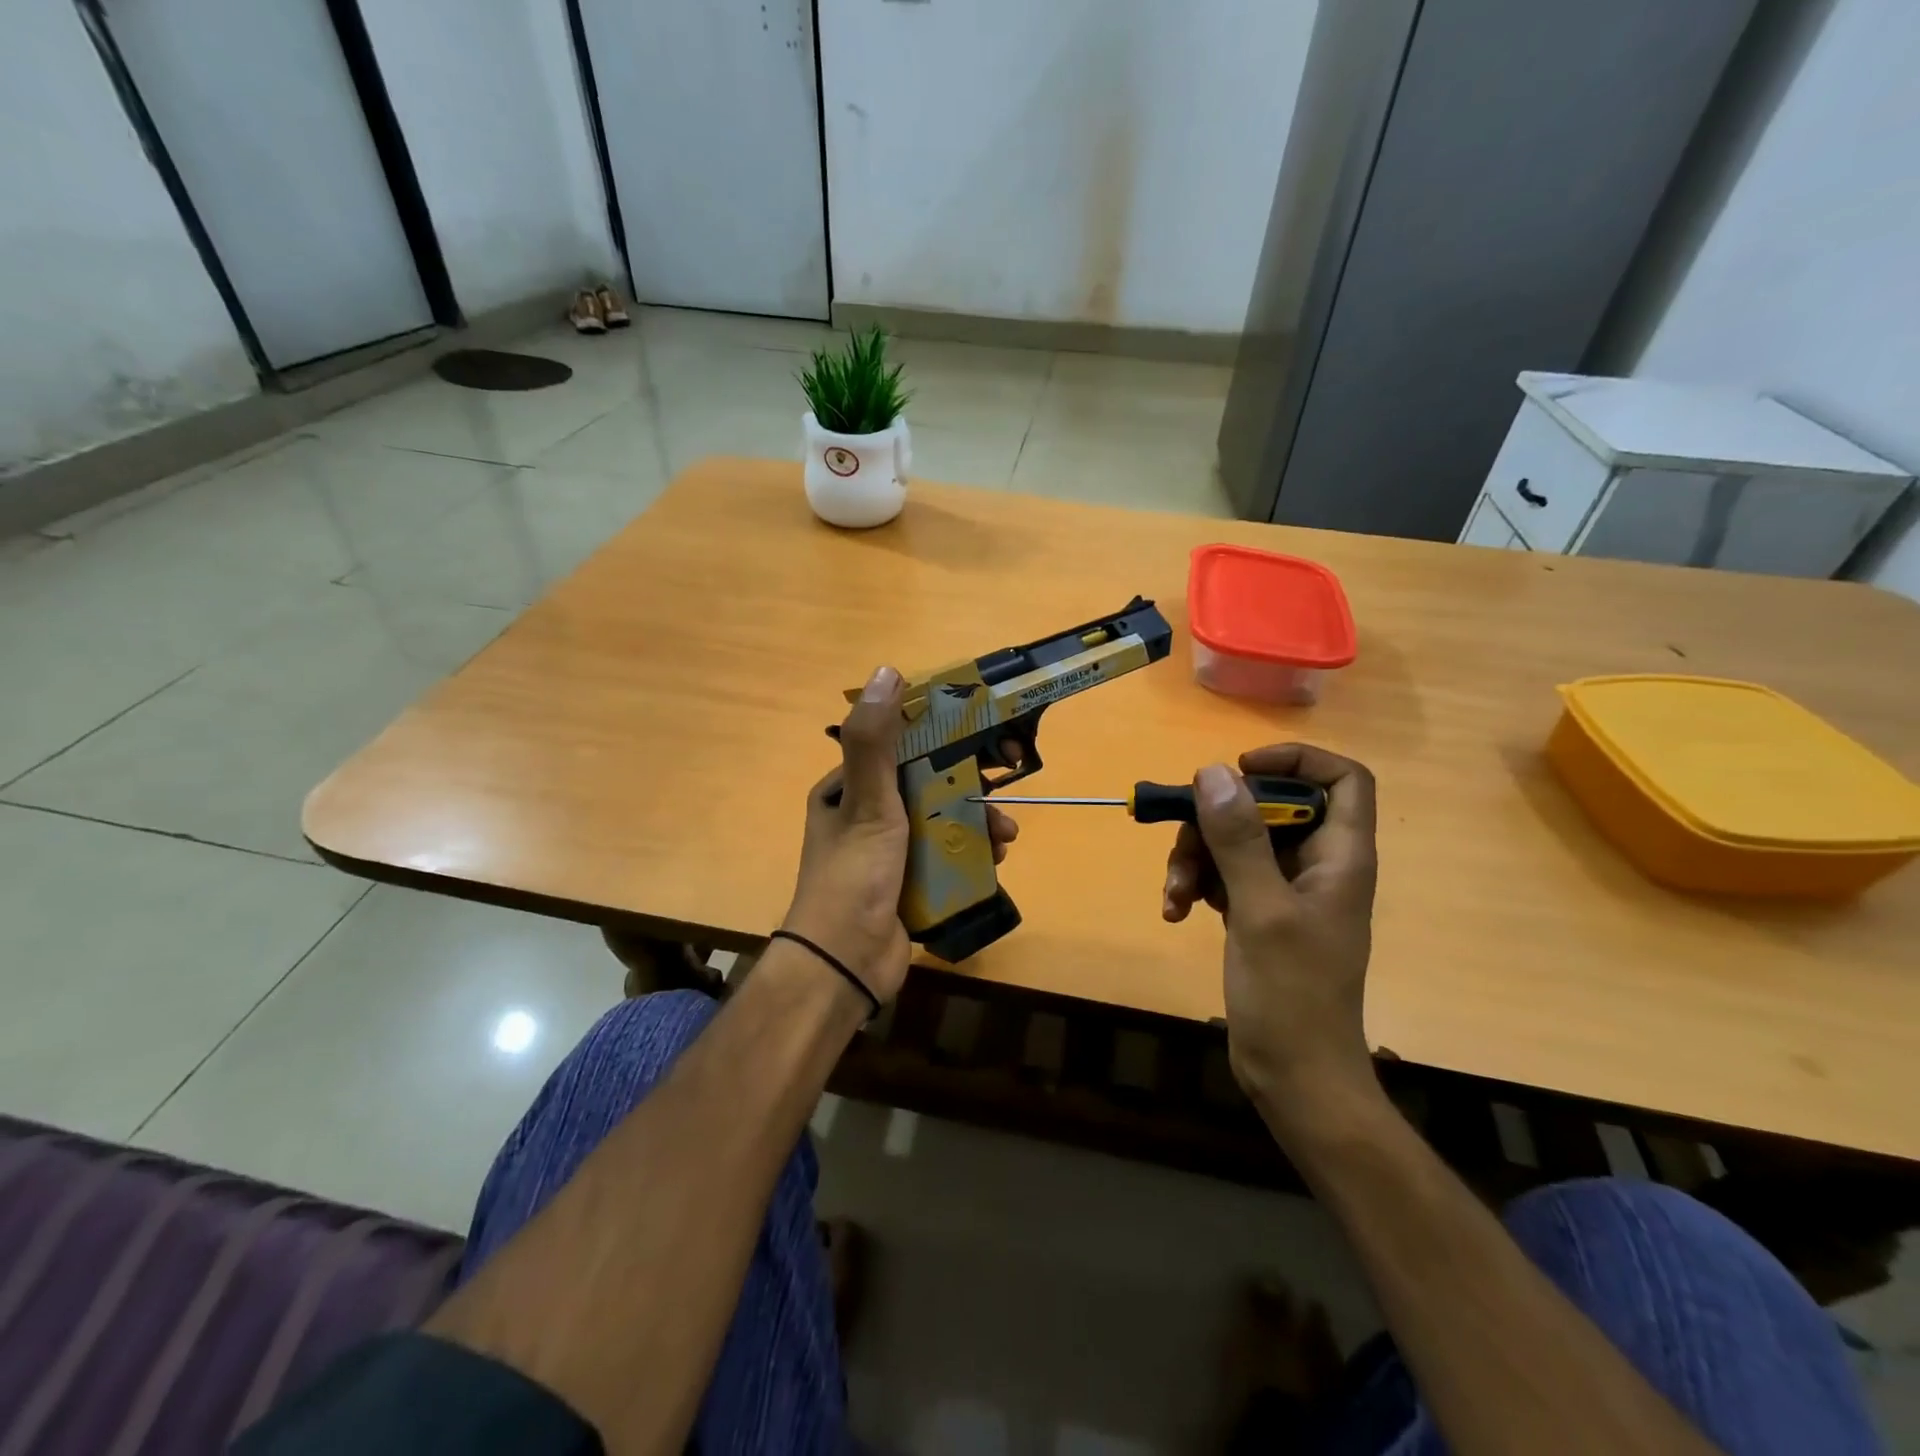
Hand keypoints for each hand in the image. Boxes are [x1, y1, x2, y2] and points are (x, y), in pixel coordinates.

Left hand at [780, 665, 1017, 1005]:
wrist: (846, 964)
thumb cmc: (855, 876)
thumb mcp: (867, 803)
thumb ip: (875, 741)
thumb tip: (887, 671)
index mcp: (846, 790)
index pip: (898, 749)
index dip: (940, 739)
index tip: (980, 738)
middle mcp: (864, 816)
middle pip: (926, 787)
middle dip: (967, 790)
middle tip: (1003, 792)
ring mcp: (886, 853)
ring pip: (941, 823)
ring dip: (976, 824)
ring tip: (1005, 837)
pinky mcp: (907, 884)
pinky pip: (945, 858)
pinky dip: (971, 856)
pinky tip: (996, 861)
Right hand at [1163, 745, 1378, 1115]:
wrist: (1294, 1077)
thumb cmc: (1292, 995)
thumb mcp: (1261, 909)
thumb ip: (1239, 839)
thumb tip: (1214, 771)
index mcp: (1340, 857)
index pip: (1342, 779)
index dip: (1295, 761)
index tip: (1239, 770)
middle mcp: (1316, 864)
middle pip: (1268, 808)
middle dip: (1217, 822)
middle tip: (1183, 846)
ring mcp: (1285, 890)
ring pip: (1236, 841)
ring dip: (1196, 860)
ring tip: (1173, 896)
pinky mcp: (1258, 913)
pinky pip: (1223, 876)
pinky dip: (1196, 886)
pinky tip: (1176, 912)